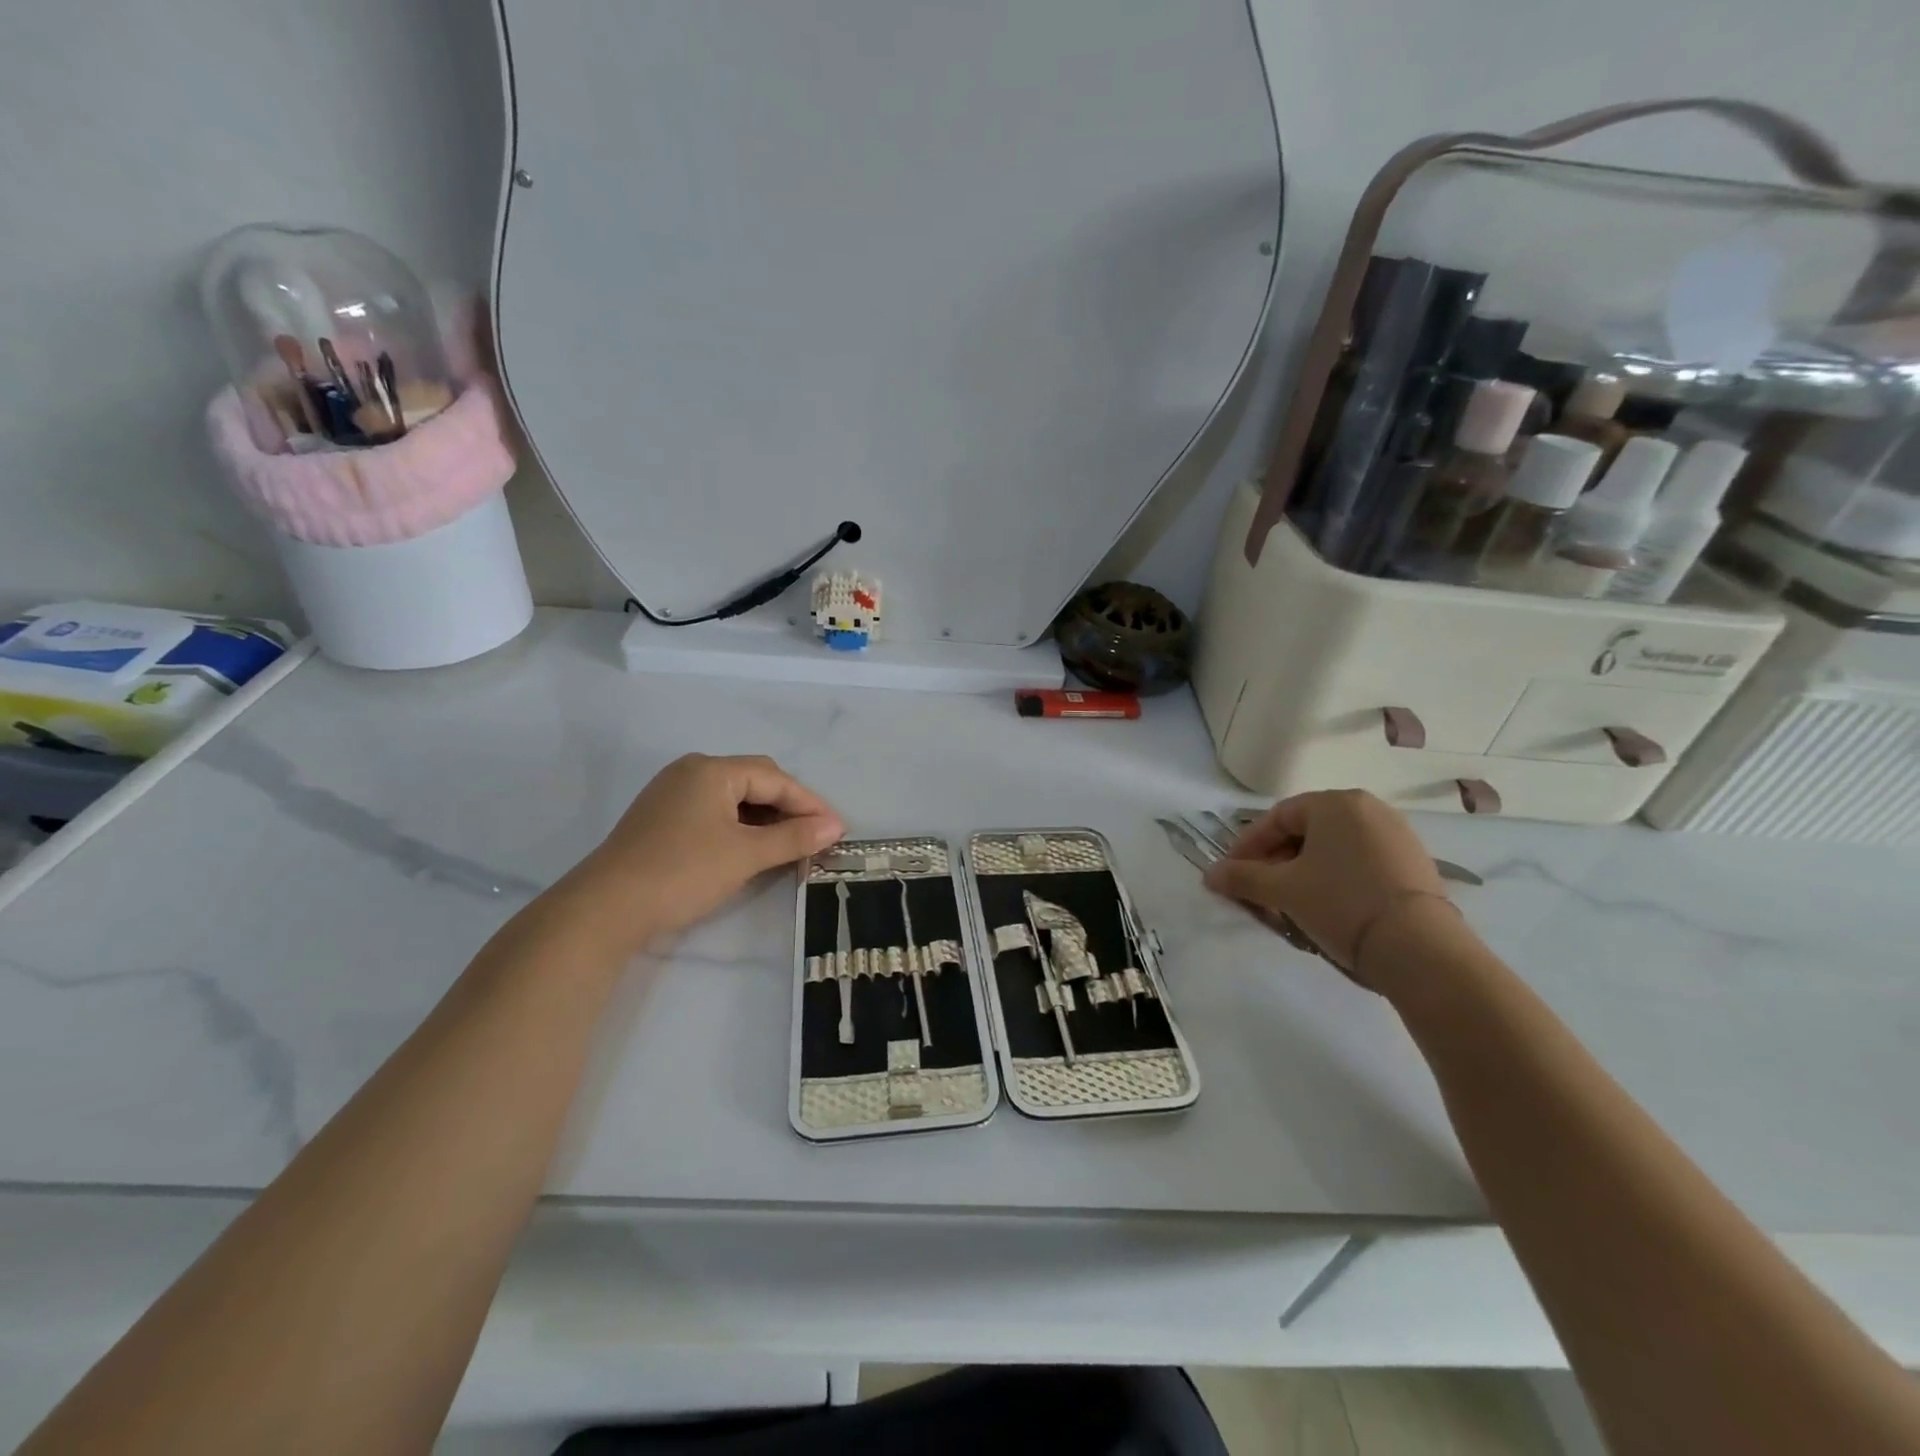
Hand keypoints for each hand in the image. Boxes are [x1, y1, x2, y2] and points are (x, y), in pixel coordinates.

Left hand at [564, 754, 843, 950]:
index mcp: (712, 770)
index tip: (837, 830)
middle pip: (755, 781)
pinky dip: (739, 827)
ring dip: (765, 819)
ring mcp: (672, 794)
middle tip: (815, 837)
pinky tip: (751, 849)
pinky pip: (713, 812)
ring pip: (733, 798)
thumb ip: (794, 838)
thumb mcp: (745, 855)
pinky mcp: (661, 818)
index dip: (810, 803)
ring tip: (789, 845)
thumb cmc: (683, 872)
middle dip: (789, 808)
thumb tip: (835, 827)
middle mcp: (691, 771)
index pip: (775, 778)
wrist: (606, 908)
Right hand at [1202, 790, 1449, 988]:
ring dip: (1303, 873)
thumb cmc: (1342, 904)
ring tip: (1289, 904)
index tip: (1231, 874)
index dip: (1247, 847)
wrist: (1421, 950)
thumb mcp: (1283, 890)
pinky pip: (1359, 863)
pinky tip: (1326, 907)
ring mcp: (1397, 836)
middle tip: (1258, 892)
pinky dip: (1335, 879)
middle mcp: (1369, 808)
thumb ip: (1242, 877)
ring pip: (1332, 849)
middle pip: (1305, 832)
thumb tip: (1209, 875)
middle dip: (1275, 862)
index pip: (1277, 818)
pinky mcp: (1414, 864)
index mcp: (1335, 803)